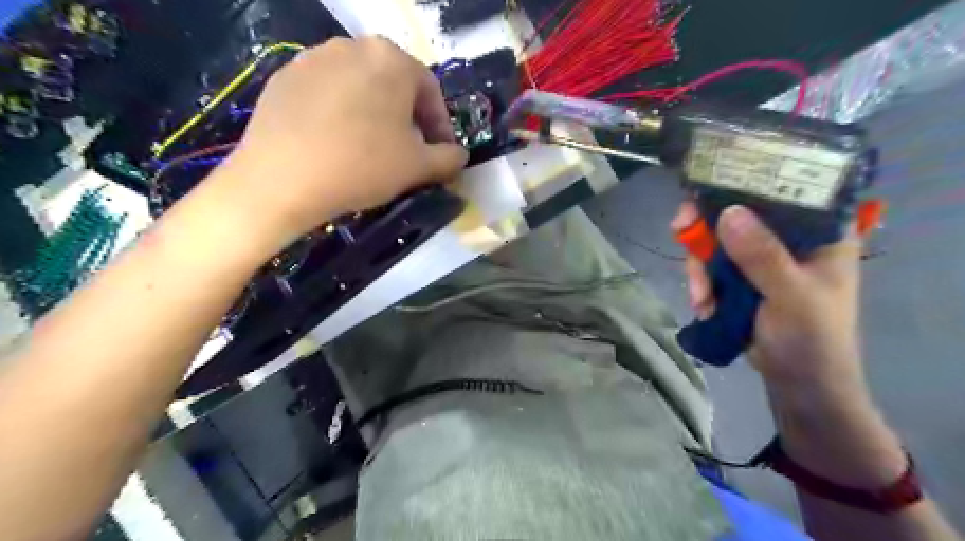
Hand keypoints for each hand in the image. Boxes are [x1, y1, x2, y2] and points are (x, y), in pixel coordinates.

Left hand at [212, 37, 471, 251]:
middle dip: (408, 119)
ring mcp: (313, 58)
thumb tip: (459, 155)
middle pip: (394, 85)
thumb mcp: (418, 167)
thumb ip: (449, 158)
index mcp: (391, 59)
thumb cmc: (362, 165)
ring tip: (372, 149)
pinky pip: (327, 94)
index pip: (430, 91)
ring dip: (375, 115)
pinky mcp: (283, 77)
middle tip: (408, 152)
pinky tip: (337, 144)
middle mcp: (352, 46)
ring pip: (359, 87)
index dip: (440, 126)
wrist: (282, 179)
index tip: (440, 154)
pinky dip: (341, 115)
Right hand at [674, 203, 866, 401]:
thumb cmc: (812, 339)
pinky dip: (701, 284)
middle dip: (705, 230)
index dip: (743, 183)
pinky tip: (703, 306)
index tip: (706, 192)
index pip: (782, 189)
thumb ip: (762, 256)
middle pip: (738, 213)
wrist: (799, 384)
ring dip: (700, 269)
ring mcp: (761, 259)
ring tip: (701, 299)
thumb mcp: (791, 296)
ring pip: (717, 242)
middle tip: (679, 232)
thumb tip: (727, 213)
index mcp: (819, 232)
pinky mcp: (741, 278)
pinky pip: (711, 267)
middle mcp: (789, 238)